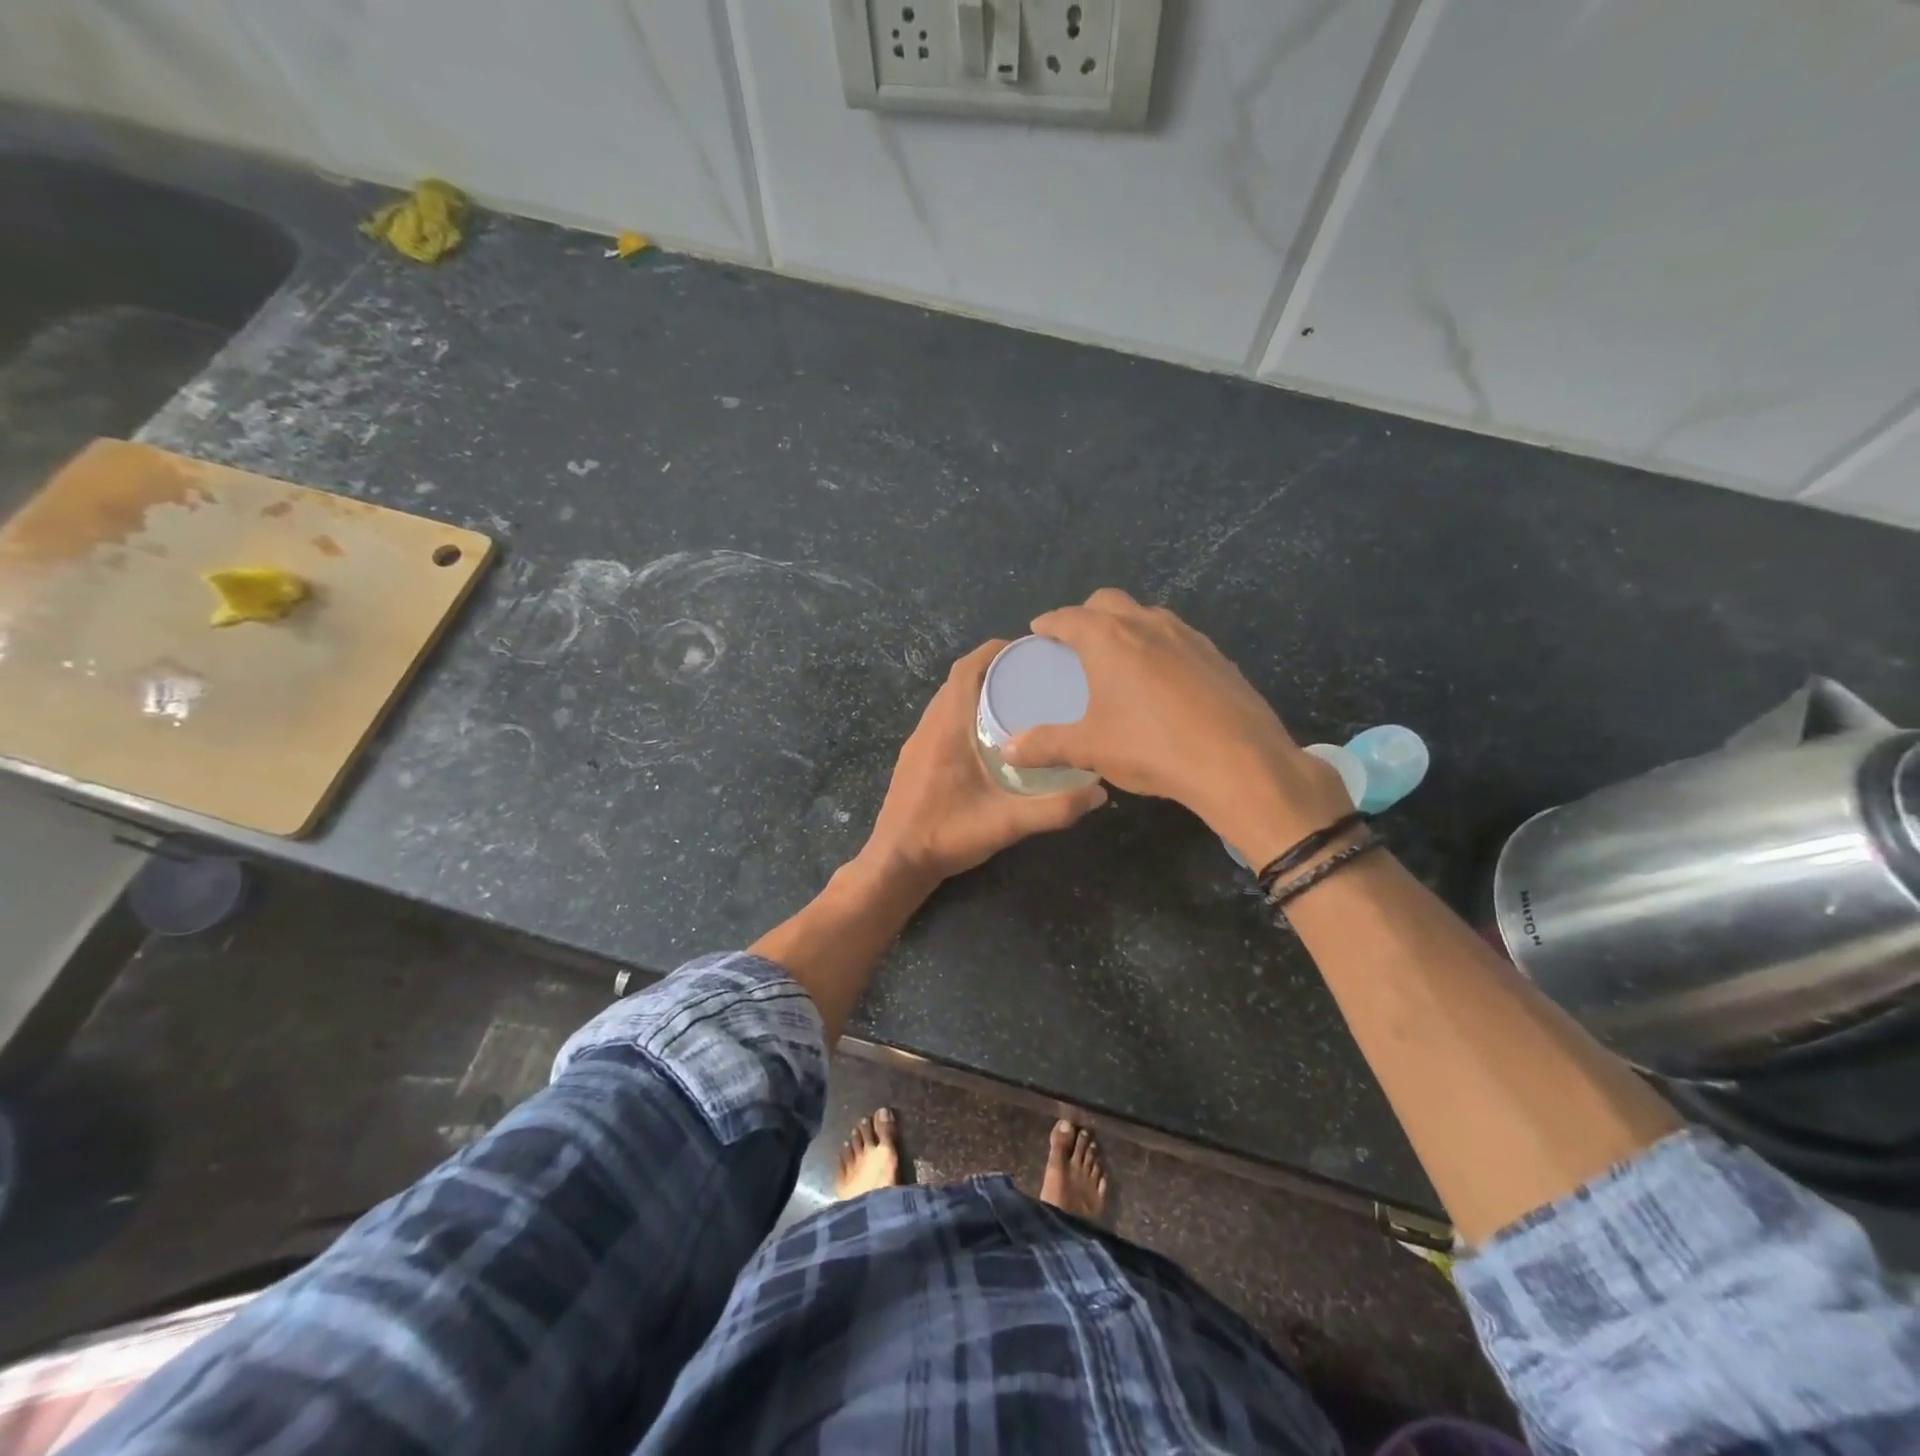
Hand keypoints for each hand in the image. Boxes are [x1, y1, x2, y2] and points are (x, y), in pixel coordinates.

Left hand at [861, 639, 1107, 886]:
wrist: (896, 863)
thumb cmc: (946, 836)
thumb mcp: (1006, 824)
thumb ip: (1054, 809)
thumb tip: (1099, 792)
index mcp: (948, 728)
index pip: (966, 670)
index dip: (994, 651)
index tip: (1029, 649)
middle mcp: (929, 726)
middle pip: (958, 680)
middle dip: (993, 668)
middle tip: (1033, 675)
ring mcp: (917, 742)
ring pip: (947, 699)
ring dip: (977, 690)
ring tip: (1017, 698)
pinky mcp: (914, 757)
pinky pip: (941, 718)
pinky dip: (964, 710)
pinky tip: (989, 734)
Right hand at [1000, 589, 1350, 864]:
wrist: (1238, 762)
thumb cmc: (1151, 747)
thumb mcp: (1089, 748)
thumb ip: (1044, 745)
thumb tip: (1008, 751)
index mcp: (1110, 638)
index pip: (1069, 617)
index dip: (1050, 623)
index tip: (1039, 630)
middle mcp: (1148, 625)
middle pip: (1109, 602)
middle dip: (1087, 615)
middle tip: (1075, 643)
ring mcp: (1188, 637)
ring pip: (1148, 616)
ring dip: (1127, 627)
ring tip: (1118, 658)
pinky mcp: (1217, 657)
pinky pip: (1178, 639)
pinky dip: (1159, 647)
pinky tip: (1161, 680)